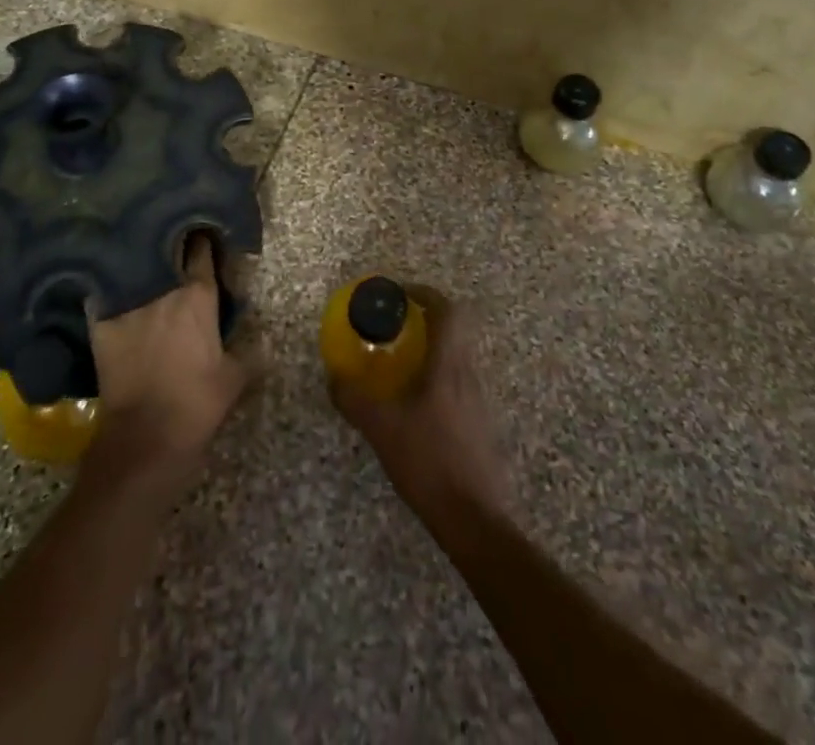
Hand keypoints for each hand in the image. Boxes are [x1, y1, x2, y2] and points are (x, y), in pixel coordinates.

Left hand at [83, 231, 246, 499]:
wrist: (145, 437)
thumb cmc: (197, 404)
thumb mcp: (234, 379)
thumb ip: (249, 352)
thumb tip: (263, 339)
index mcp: (198, 295)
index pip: (201, 250)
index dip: (203, 240)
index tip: (204, 235)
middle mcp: (162, 288)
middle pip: (166, 251)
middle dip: (170, 245)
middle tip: (173, 246)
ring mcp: (128, 302)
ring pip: (134, 268)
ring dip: (140, 264)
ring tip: (141, 259)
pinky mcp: (101, 321)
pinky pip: (102, 292)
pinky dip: (106, 287)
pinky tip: (105, 283)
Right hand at [330, 287, 512, 527]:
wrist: (475, 521)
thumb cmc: (429, 463)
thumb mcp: (381, 429)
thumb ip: (354, 399)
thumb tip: (333, 376)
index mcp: (448, 366)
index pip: (447, 310)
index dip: (424, 293)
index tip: (399, 293)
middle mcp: (469, 374)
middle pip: (454, 330)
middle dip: (424, 320)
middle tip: (394, 327)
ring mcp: (479, 400)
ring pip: (457, 357)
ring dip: (430, 350)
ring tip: (399, 365)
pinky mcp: (482, 424)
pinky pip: (458, 383)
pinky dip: (437, 377)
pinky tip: (415, 405)